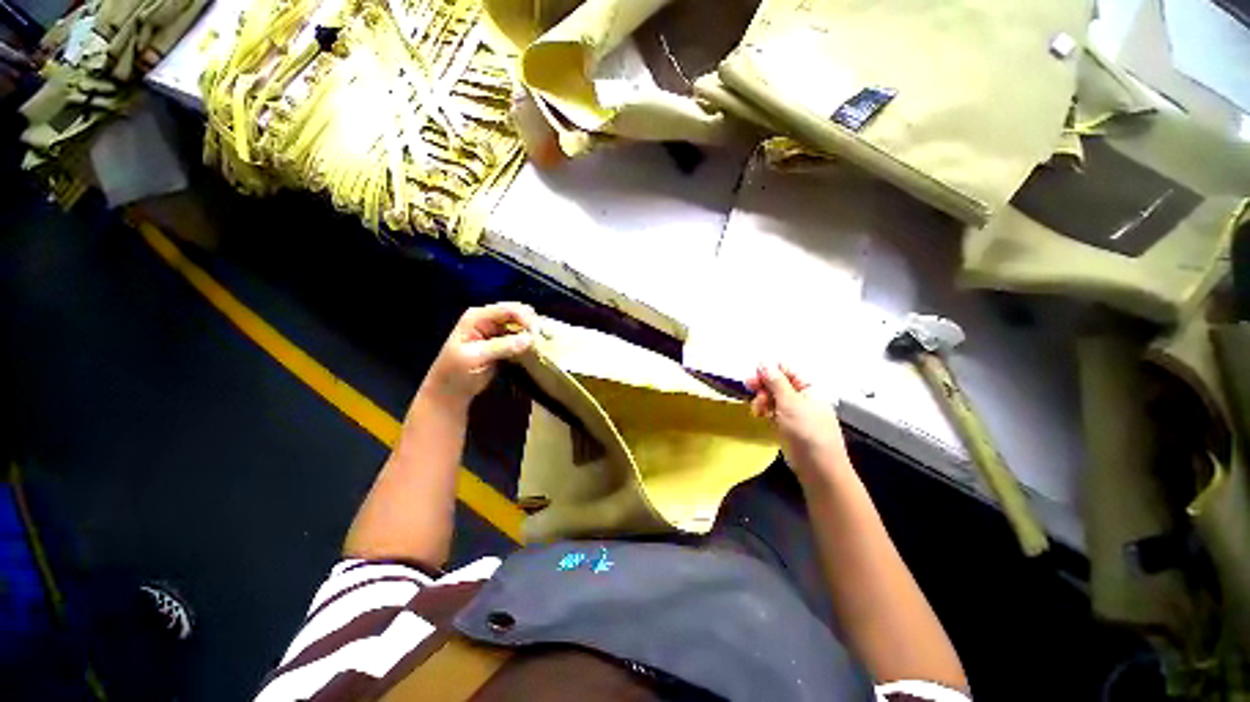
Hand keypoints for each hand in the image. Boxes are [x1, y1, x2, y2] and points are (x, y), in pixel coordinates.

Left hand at [420, 303, 537, 409]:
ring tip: (544, 344)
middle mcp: (488, 320)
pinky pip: (520, 338)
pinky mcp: (503, 344)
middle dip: (531, 323)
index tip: (538, 332)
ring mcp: (496, 332)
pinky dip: (529, 343)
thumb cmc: (455, 372)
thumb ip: (502, 347)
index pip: (507, 309)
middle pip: (517, 314)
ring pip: (521, 325)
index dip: (525, 317)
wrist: (450, 392)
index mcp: (477, 317)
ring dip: (532, 333)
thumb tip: (529, 340)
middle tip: (543, 337)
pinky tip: (537, 349)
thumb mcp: (476, 358)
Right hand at [746, 363, 848, 486]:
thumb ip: (775, 381)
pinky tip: (760, 415)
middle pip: (778, 383)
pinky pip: (774, 410)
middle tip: (749, 388)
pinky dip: (765, 410)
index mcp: (809, 387)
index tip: (754, 376)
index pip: (786, 370)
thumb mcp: (789, 403)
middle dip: (763, 385)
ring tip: (757, 408)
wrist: (818, 467)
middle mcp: (802, 396)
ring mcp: (795, 411)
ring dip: (762, 399)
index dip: (769, 370)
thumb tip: (764, 362)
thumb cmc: (807, 431)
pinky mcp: (788, 424)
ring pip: (773, 397)